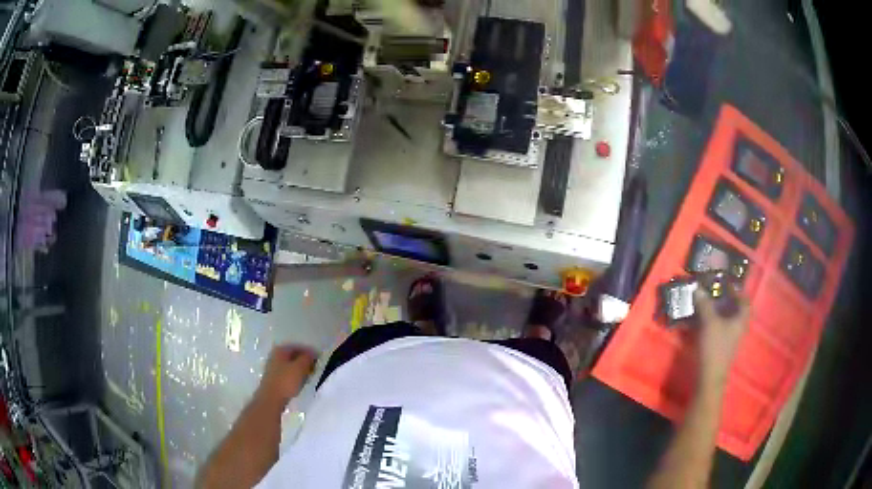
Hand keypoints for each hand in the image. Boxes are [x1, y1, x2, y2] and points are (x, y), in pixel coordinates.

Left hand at [255, 345, 317, 407]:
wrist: (271, 399)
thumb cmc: (286, 381)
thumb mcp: (300, 367)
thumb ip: (307, 358)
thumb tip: (312, 353)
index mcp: (280, 350)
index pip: (298, 347)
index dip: (310, 352)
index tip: (319, 360)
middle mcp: (275, 356)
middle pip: (294, 356)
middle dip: (305, 361)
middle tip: (315, 368)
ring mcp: (273, 368)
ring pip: (290, 365)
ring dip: (300, 370)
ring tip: (309, 377)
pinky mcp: (274, 379)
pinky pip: (287, 374)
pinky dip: (295, 376)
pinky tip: (300, 383)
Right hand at [694, 289, 749, 387]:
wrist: (709, 376)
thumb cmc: (715, 347)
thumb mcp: (709, 323)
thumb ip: (705, 305)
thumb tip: (698, 288)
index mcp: (741, 320)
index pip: (745, 301)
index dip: (737, 291)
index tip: (726, 284)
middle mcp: (738, 328)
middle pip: (735, 310)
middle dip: (726, 300)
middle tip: (713, 292)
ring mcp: (730, 338)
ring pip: (726, 320)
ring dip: (717, 311)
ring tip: (705, 304)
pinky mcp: (721, 347)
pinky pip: (719, 328)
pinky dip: (712, 322)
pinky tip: (701, 321)